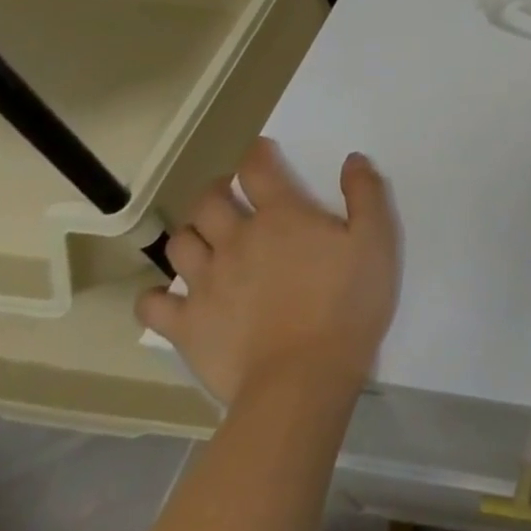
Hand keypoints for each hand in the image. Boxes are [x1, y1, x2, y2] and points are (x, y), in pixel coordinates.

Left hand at [137, 139, 400, 408]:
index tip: (261, 152)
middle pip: (209, 202)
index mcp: (281, 216)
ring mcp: (205, 283)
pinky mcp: (186, 326)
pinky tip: (169, 296)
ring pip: (180, 244)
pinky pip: (153, 305)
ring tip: (205, 240)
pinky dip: (156, 296)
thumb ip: (366, 194)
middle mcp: (236, 240)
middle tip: (229, 194)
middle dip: (216, 190)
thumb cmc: (348, 303)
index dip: (257, 154)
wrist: (304, 378)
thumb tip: (352, 160)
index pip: (257, 169)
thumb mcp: (376, 240)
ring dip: (191, 234)